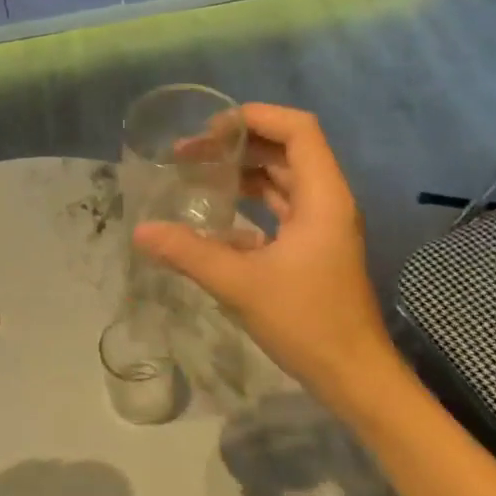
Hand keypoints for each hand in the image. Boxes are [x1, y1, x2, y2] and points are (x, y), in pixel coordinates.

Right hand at [132, 103, 395, 416]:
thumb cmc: (307, 322)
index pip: (298, 129)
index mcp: (322, 197)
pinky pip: (280, 209)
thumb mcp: (240, 284)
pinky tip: (215, 220)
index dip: (256, 117)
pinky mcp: (313, 249)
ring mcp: (322, 226)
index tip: (211, 130)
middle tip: (190, 153)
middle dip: (238, 144)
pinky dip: (249, 204)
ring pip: (283, 179)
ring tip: (197, 175)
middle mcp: (327, 202)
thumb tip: (140, 230)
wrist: (354, 378)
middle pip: (286, 149)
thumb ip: (188, 252)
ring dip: (243, 172)